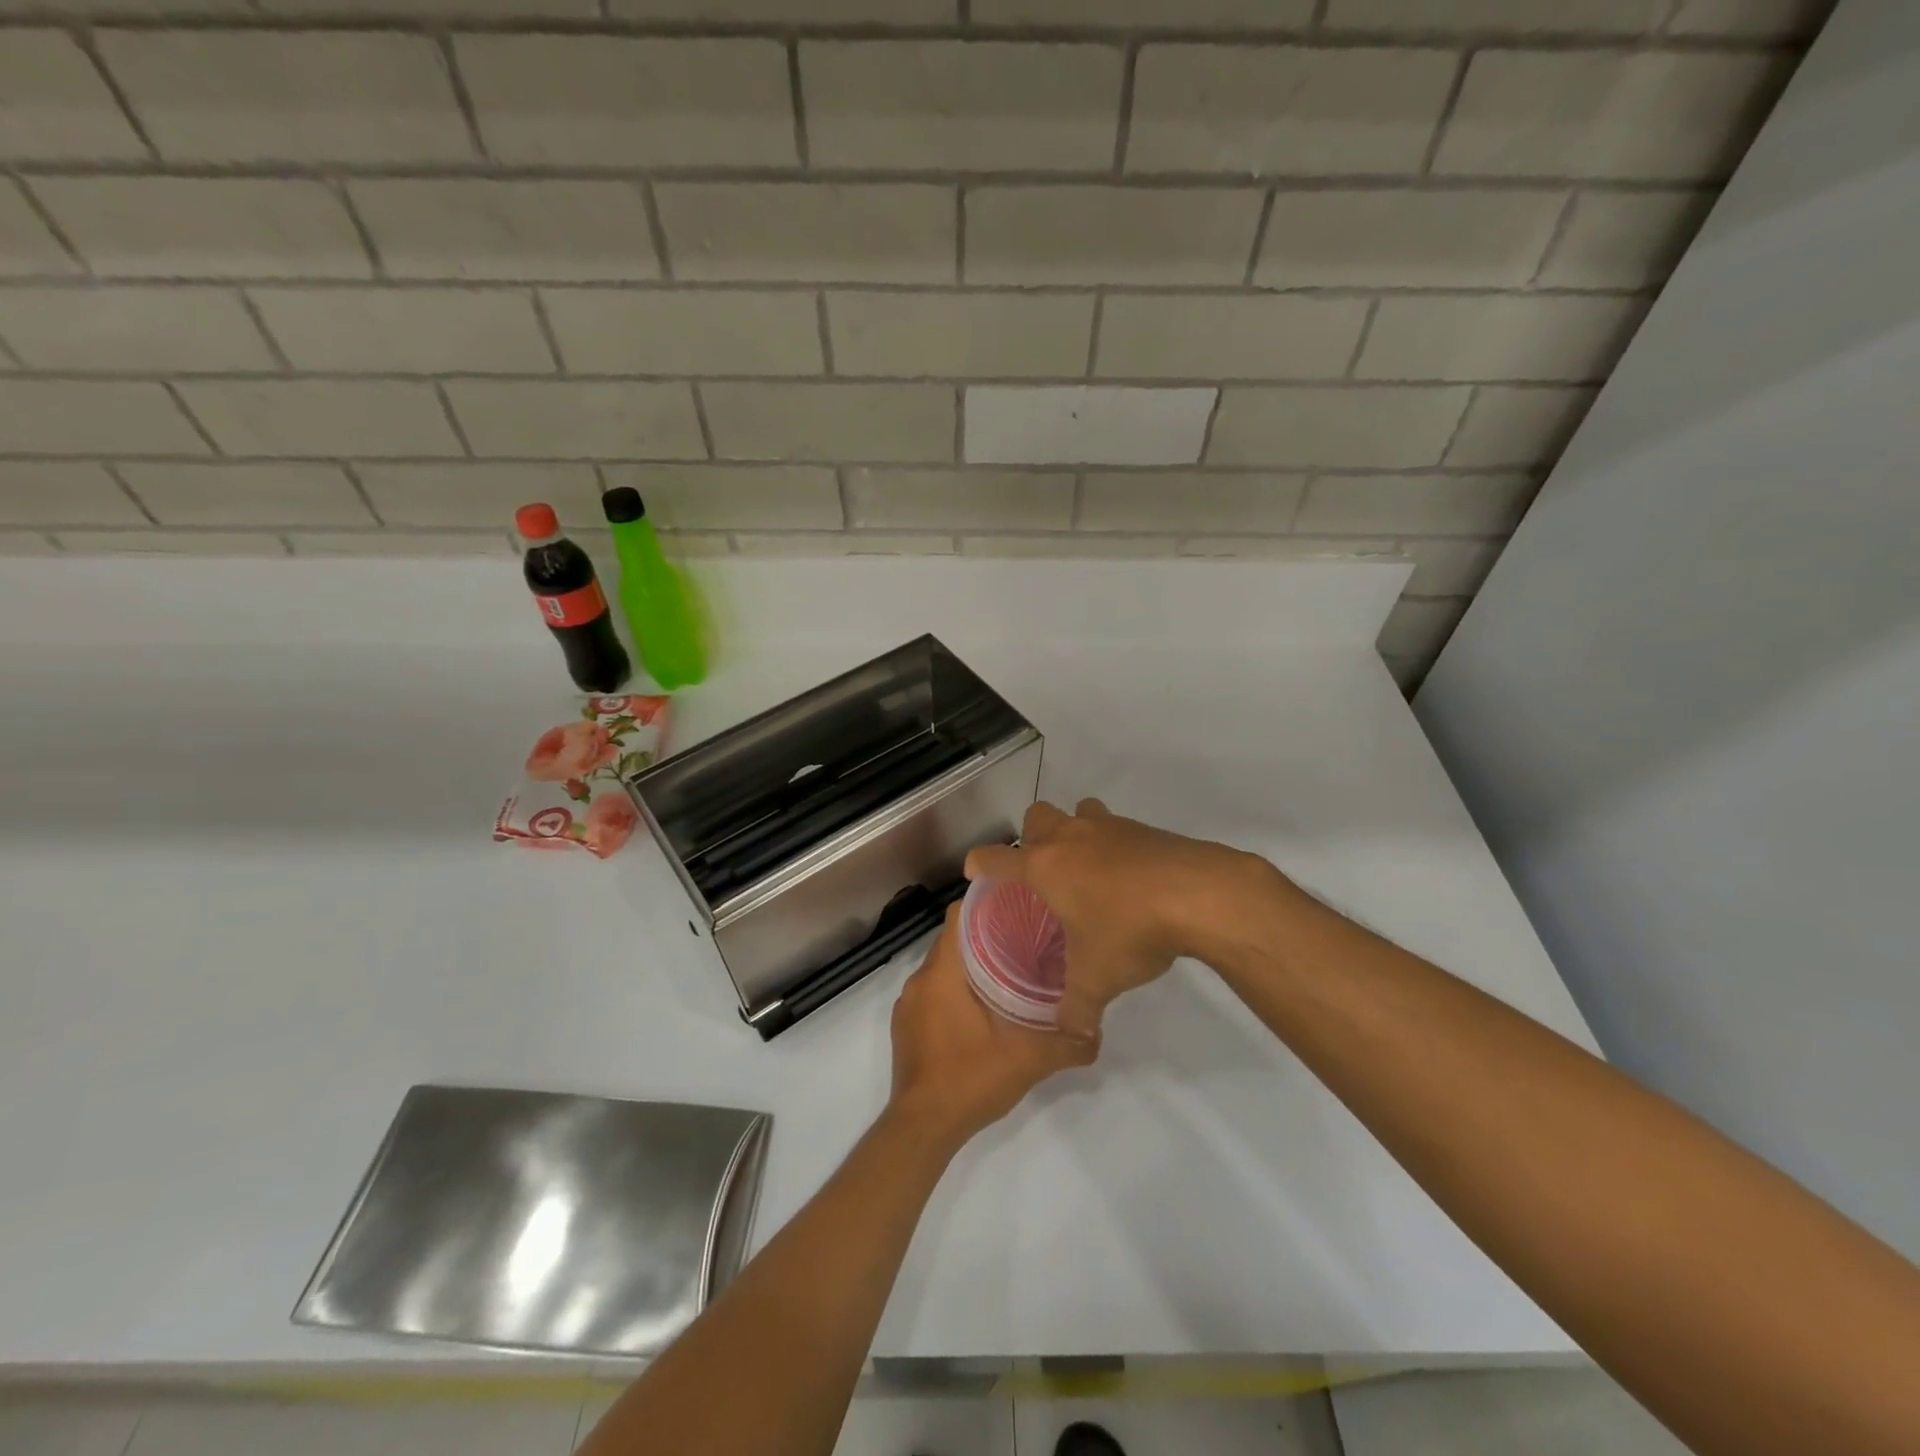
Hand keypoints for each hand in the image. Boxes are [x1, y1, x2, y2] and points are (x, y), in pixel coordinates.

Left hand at [887, 906, 1097, 1150]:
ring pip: (942, 967)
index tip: (1018, 908)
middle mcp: (919, 979)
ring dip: (969, 966)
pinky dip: (953, 991)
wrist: (923, 1128)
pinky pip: (931, 992)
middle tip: (1024, 942)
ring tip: (1007, 973)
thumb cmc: (971, 1078)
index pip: (959, 915)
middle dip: (985, 936)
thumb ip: (1068, 1043)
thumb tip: (1097, 1031)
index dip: (987, 905)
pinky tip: (980, 1010)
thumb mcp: (1029, 1059)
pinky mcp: (905, 1026)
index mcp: (943, 971)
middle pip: (953, 939)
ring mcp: (908, 1004)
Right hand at [965, 799, 1275, 1038]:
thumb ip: (1076, 1008)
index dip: (980, 864)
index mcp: (1045, 867)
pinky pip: (1116, 827)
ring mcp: (1109, 827)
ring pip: (1079, 811)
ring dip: (1076, 831)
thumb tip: (1071, 1032)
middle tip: (1042, 871)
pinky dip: (1114, 845)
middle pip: (1036, 816)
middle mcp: (1071, 838)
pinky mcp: (1144, 829)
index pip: (996, 858)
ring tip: (1087, 867)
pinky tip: (1130, 879)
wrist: (1199, 894)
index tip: (976, 872)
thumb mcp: (1097, 980)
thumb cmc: (1130, 930)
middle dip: (1032, 837)